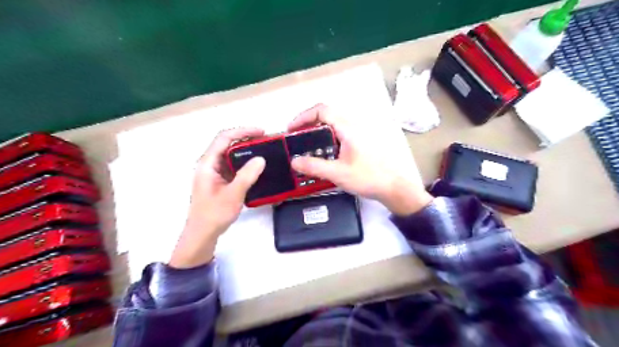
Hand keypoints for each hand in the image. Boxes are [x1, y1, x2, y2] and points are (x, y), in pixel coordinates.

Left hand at [169, 128, 265, 267]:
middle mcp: (209, 164)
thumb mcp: (232, 194)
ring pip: (231, 154)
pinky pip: (233, 165)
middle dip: (247, 139)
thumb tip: (261, 158)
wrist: (203, 234)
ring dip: (247, 150)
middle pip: (227, 143)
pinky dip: (245, 162)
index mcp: (207, 164)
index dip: (242, 131)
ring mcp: (214, 172)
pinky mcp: (220, 180)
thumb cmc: (214, 214)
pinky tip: (257, 166)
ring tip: (265, 150)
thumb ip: (246, 176)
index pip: (224, 138)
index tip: (261, 132)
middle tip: (266, 140)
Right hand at [290, 104, 430, 214]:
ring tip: (305, 147)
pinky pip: (337, 135)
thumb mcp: (338, 173)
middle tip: (295, 139)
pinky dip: (324, 140)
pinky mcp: (358, 143)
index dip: (303, 116)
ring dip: (316, 132)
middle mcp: (352, 127)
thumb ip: (314, 167)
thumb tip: (294, 161)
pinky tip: (322, 155)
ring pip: (331, 126)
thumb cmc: (368, 177)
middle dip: (307, 124)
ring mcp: (356, 135)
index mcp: (347, 128)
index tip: (291, 129)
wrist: (393, 186)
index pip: (322, 110)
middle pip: (326, 116)